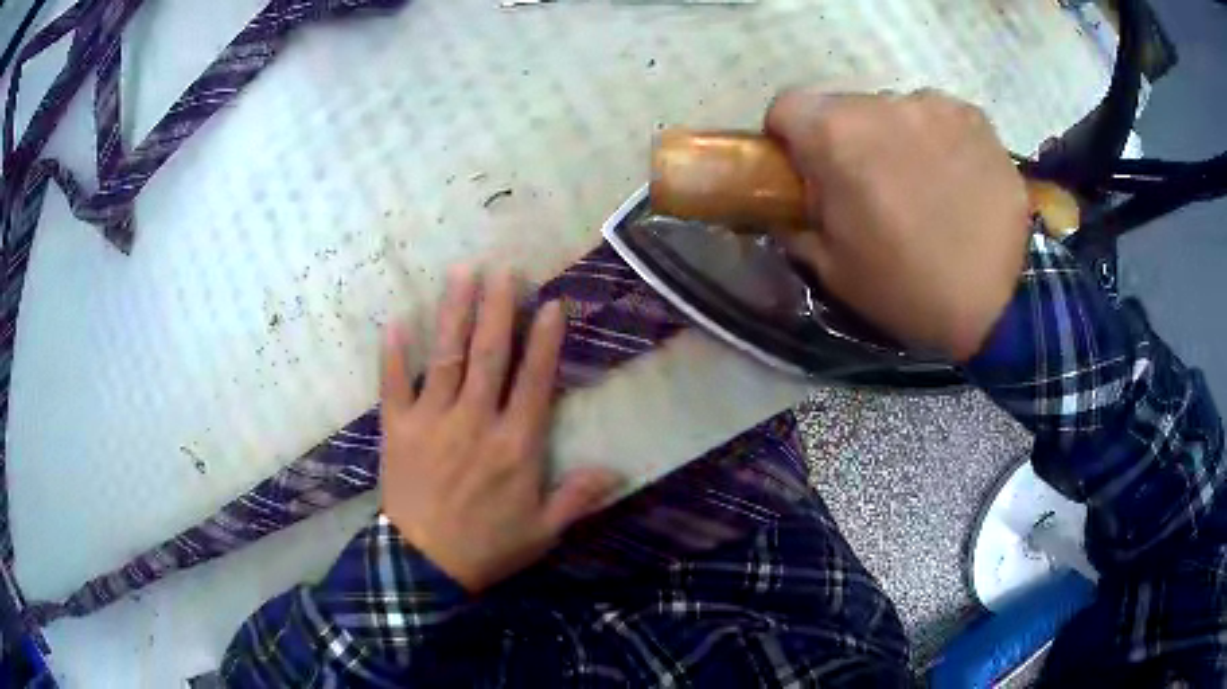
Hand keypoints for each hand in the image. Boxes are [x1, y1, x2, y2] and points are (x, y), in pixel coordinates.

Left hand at [379, 268, 621, 592]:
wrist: (424, 566)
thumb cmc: (488, 547)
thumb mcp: (542, 531)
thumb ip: (577, 497)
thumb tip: (618, 470)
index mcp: (515, 445)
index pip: (534, 381)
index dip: (544, 340)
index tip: (551, 303)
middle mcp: (475, 421)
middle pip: (489, 355)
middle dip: (498, 308)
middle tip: (504, 268)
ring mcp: (432, 421)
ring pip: (446, 357)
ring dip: (455, 313)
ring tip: (462, 273)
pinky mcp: (397, 429)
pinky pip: (393, 384)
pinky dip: (394, 353)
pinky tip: (397, 320)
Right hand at [764, 89, 1030, 361]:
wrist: (1004, 301)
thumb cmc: (912, 288)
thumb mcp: (835, 271)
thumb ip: (796, 225)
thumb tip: (786, 208)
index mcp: (837, 137)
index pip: (785, 107)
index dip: (787, 139)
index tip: (805, 172)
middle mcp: (882, 104)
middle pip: (841, 108)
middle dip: (843, 141)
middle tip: (868, 189)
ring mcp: (933, 105)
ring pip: (891, 111)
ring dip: (892, 139)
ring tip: (921, 187)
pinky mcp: (973, 115)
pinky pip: (935, 116)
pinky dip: (934, 139)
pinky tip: (954, 179)